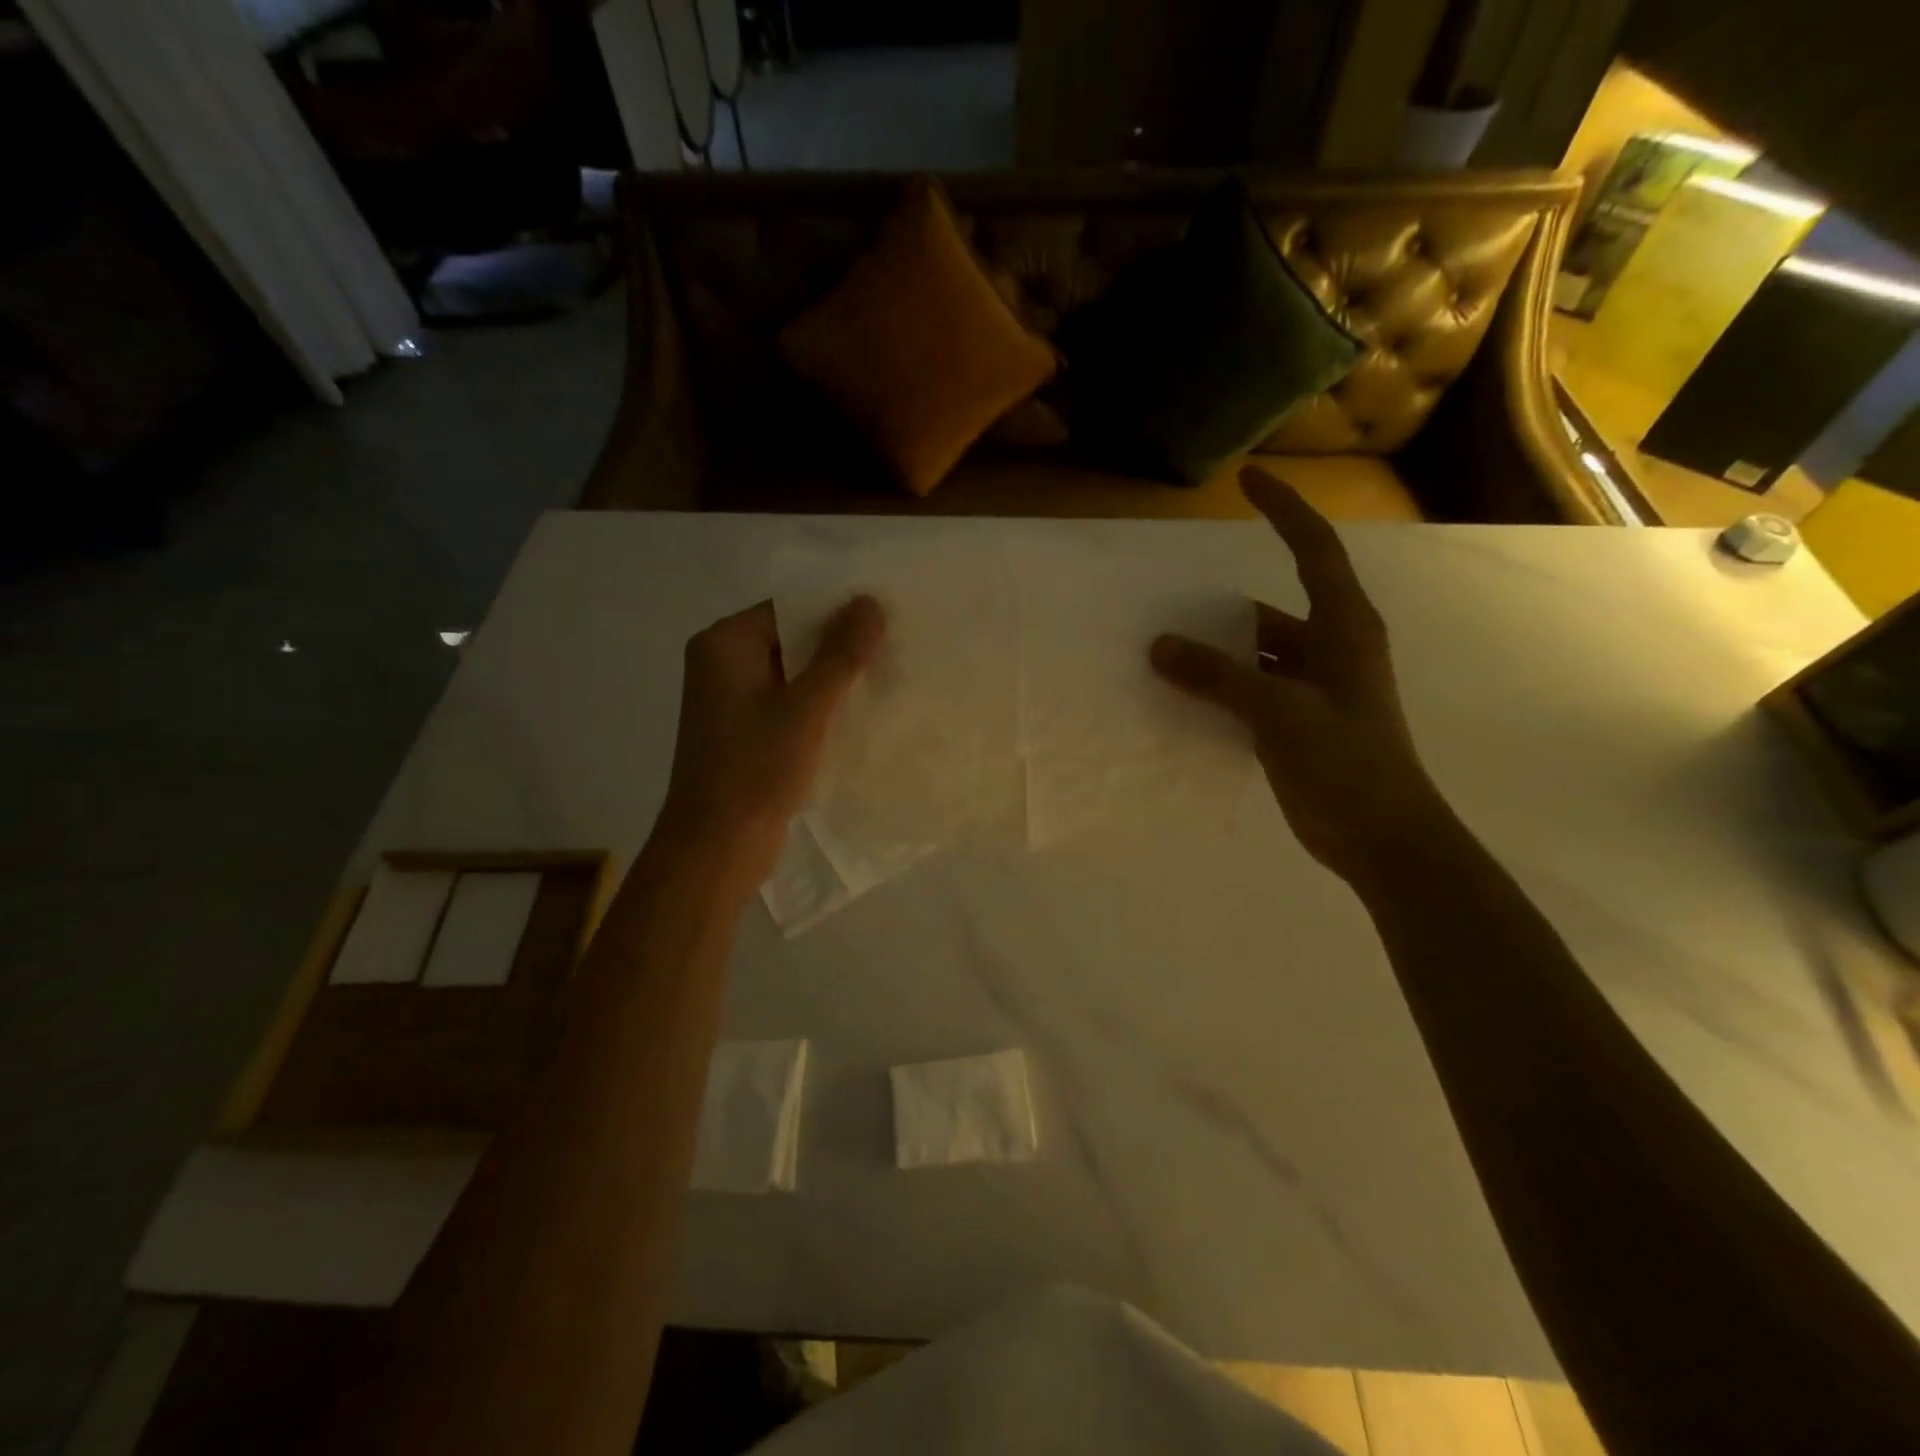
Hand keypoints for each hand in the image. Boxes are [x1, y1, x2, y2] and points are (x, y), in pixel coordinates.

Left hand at [657, 596, 884, 887]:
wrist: (716, 847)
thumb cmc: (756, 769)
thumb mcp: (806, 708)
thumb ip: (840, 654)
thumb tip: (870, 601)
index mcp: (724, 643)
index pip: (789, 608)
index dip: (838, 611)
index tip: (886, 619)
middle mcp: (722, 663)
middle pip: (791, 639)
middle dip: (840, 646)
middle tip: (895, 648)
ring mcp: (732, 701)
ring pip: (793, 674)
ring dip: (833, 679)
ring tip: (887, 677)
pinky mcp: (745, 732)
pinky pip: (788, 704)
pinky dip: (819, 706)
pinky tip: (860, 712)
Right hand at [1149, 467, 1447, 880]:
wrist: (1380, 838)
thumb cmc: (1346, 764)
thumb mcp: (1279, 713)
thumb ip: (1219, 677)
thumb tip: (1159, 646)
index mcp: (1343, 628)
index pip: (1313, 550)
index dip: (1283, 511)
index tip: (1247, 480)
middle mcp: (1329, 649)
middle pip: (1268, 609)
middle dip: (1219, 608)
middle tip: (1166, 601)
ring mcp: (1312, 688)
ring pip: (1254, 654)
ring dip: (1214, 654)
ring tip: (1160, 653)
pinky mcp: (1295, 722)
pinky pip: (1248, 690)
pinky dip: (1218, 689)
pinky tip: (1179, 697)